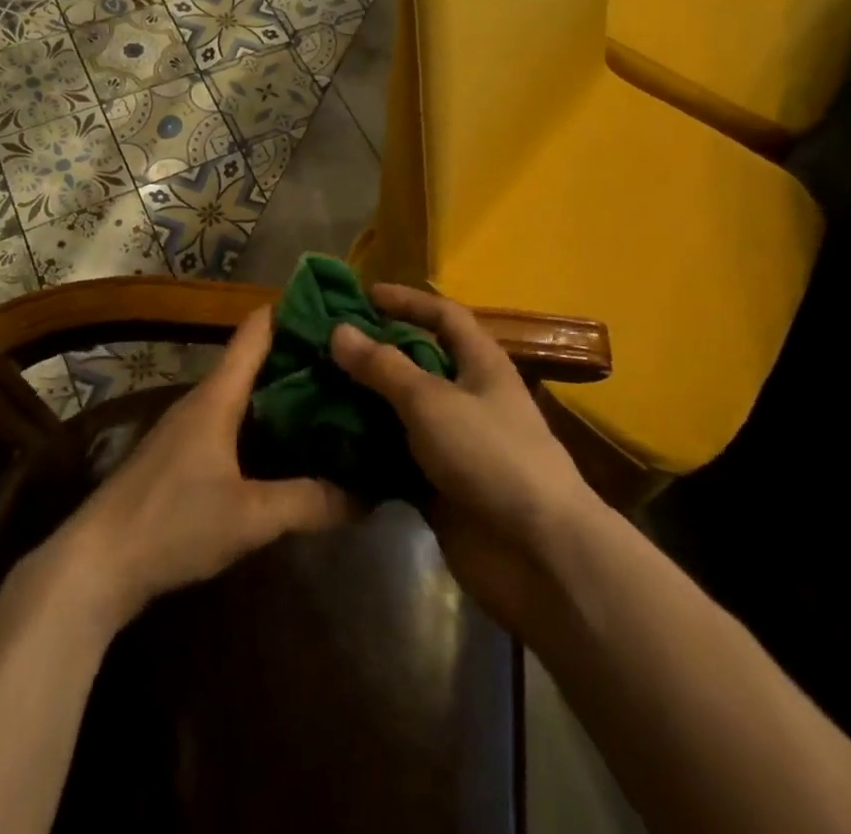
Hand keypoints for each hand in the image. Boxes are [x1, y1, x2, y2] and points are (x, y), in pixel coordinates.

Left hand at [47, 306, 354, 630]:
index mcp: (218, 395)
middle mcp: (203, 400)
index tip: (337, 309)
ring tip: (332, 399)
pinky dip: (264, 423)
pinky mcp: (182, 457)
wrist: (96, 565)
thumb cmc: (172, 522)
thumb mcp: (250, 517)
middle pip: (256, 360)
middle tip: (352, 362)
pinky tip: (289, 446)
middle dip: (301, 358)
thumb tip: (367, 495)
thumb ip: (309, 502)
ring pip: (245, 394)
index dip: (294, 311)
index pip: (257, 330)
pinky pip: (234, 423)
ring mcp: (189, 428)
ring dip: (283, 393)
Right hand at [330, 284, 603, 634]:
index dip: (407, 301)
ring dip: (364, 404)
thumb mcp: (432, 400)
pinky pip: (396, 459)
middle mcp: (468, 396)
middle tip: (324, 347)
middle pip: (417, 363)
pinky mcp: (439, 486)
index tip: (363, 295)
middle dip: (374, 353)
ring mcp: (454, 444)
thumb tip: (339, 330)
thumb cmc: (490, 455)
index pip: (443, 316)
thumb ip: (383, 366)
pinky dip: (367, 452)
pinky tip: (327, 445)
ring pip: (401, 413)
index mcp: (480, 363)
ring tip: (314, 391)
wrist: (537, 554)